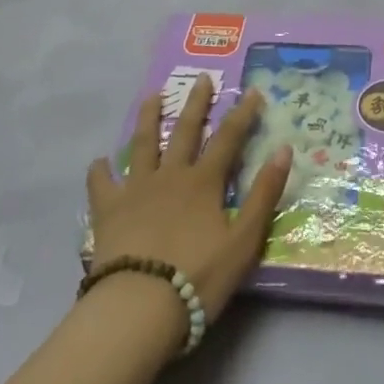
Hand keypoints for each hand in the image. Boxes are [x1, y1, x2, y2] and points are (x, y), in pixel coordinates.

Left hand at [86, 76, 291, 322]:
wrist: (139, 305)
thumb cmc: (198, 276)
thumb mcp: (244, 240)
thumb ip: (264, 194)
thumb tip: (284, 149)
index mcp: (203, 182)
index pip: (228, 138)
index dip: (242, 114)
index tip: (252, 91)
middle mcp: (170, 175)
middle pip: (184, 131)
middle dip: (196, 103)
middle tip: (200, 78)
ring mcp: (136, 189)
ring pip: (142, 144)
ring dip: (148, 118)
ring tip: (152, 97)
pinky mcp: (108, 211)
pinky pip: (101, 184)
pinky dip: (100, 170)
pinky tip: (100, 162)